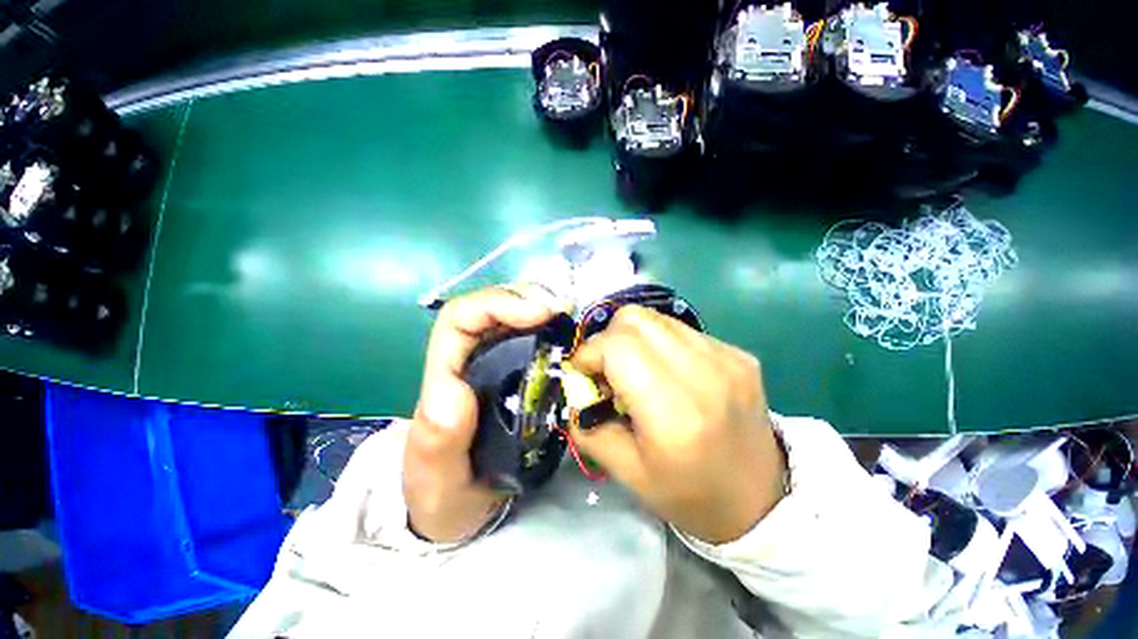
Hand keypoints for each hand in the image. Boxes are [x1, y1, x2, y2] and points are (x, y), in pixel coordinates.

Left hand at [405, 286, 555, 541]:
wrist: (459, 505)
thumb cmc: (443, 492)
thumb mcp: (436, 478)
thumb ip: (438, 441)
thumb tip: (456, 392)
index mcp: (445, 377)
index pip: (461, 318)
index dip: (499, 303)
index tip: (542, 313)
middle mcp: (468, 360)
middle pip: (491, 306)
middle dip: (527, 298)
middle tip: (565, 311)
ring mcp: (492, 364)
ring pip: (512, 316)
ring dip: (541, 308)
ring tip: (569, 319)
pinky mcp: (513, 372)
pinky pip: (530, 337)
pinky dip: (550, 329)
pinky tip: (568, 337)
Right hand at [570, 306, 786, 544]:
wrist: (761, 500)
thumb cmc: (689, 495)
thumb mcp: (626, 472)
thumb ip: (588, 426)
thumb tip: (576, 388)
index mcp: (674, 412)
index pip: (618, 346)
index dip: (589, 352)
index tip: (584, 372)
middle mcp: (704, 373)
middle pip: (635, 319)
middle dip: (608, 338)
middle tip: (607, 369)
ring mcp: (726, 357)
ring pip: (656, 318)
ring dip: (633, 338)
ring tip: (637, 370)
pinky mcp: (737, 353)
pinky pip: (680, 329)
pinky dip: (660, 343)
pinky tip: (667, 373)